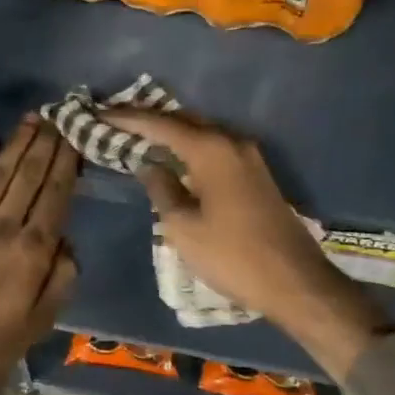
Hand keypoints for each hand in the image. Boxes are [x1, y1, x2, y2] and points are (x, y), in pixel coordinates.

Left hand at [0, 115, 79, 391]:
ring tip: (33, 120)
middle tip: (58, 116)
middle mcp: (4, 226)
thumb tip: (67, 241)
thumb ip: (60, 280)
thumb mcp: (38, 324)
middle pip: (29, 176)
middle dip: (46, 144)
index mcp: (32, 252)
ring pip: (0, 173)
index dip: (66, 163)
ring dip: (18, 144)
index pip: (55, 195)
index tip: (75, 137)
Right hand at [104, 108, 358, 332]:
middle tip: (114, 120)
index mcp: (210, 150)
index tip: (99, 112)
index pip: (160, 124)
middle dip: (148, 118)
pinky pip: (213, 147)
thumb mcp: (183, 227)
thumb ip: (161, 188)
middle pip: (182, 120)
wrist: (295, 281)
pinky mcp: (255, 173)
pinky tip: (172, 156)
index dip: (127, 118)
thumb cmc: (232, 256)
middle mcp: (231, 142)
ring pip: (200, 132)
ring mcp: (248, 156)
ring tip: (137, 134)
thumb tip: (148, 164)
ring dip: (169, 131)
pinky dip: (188, 146)